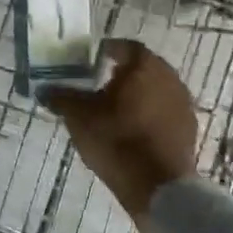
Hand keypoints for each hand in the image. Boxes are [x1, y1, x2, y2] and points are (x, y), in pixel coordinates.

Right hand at [43, 39, 198, 219]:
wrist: (159, 186)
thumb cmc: (116, 140)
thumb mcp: (78, 117)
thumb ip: (61, 97)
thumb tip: (44, 89)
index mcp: (143, 66)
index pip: (125, 47)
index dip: (106, 50)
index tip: (90, 60)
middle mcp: (169, 77)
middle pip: (142, 67)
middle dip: (121, 73)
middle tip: (97, 84)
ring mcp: (183, 104)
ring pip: (154, 89)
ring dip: (136, 94)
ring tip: (112, 110)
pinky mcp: (188, 129)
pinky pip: (163, 111)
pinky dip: (147, 114)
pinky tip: (130, 130)